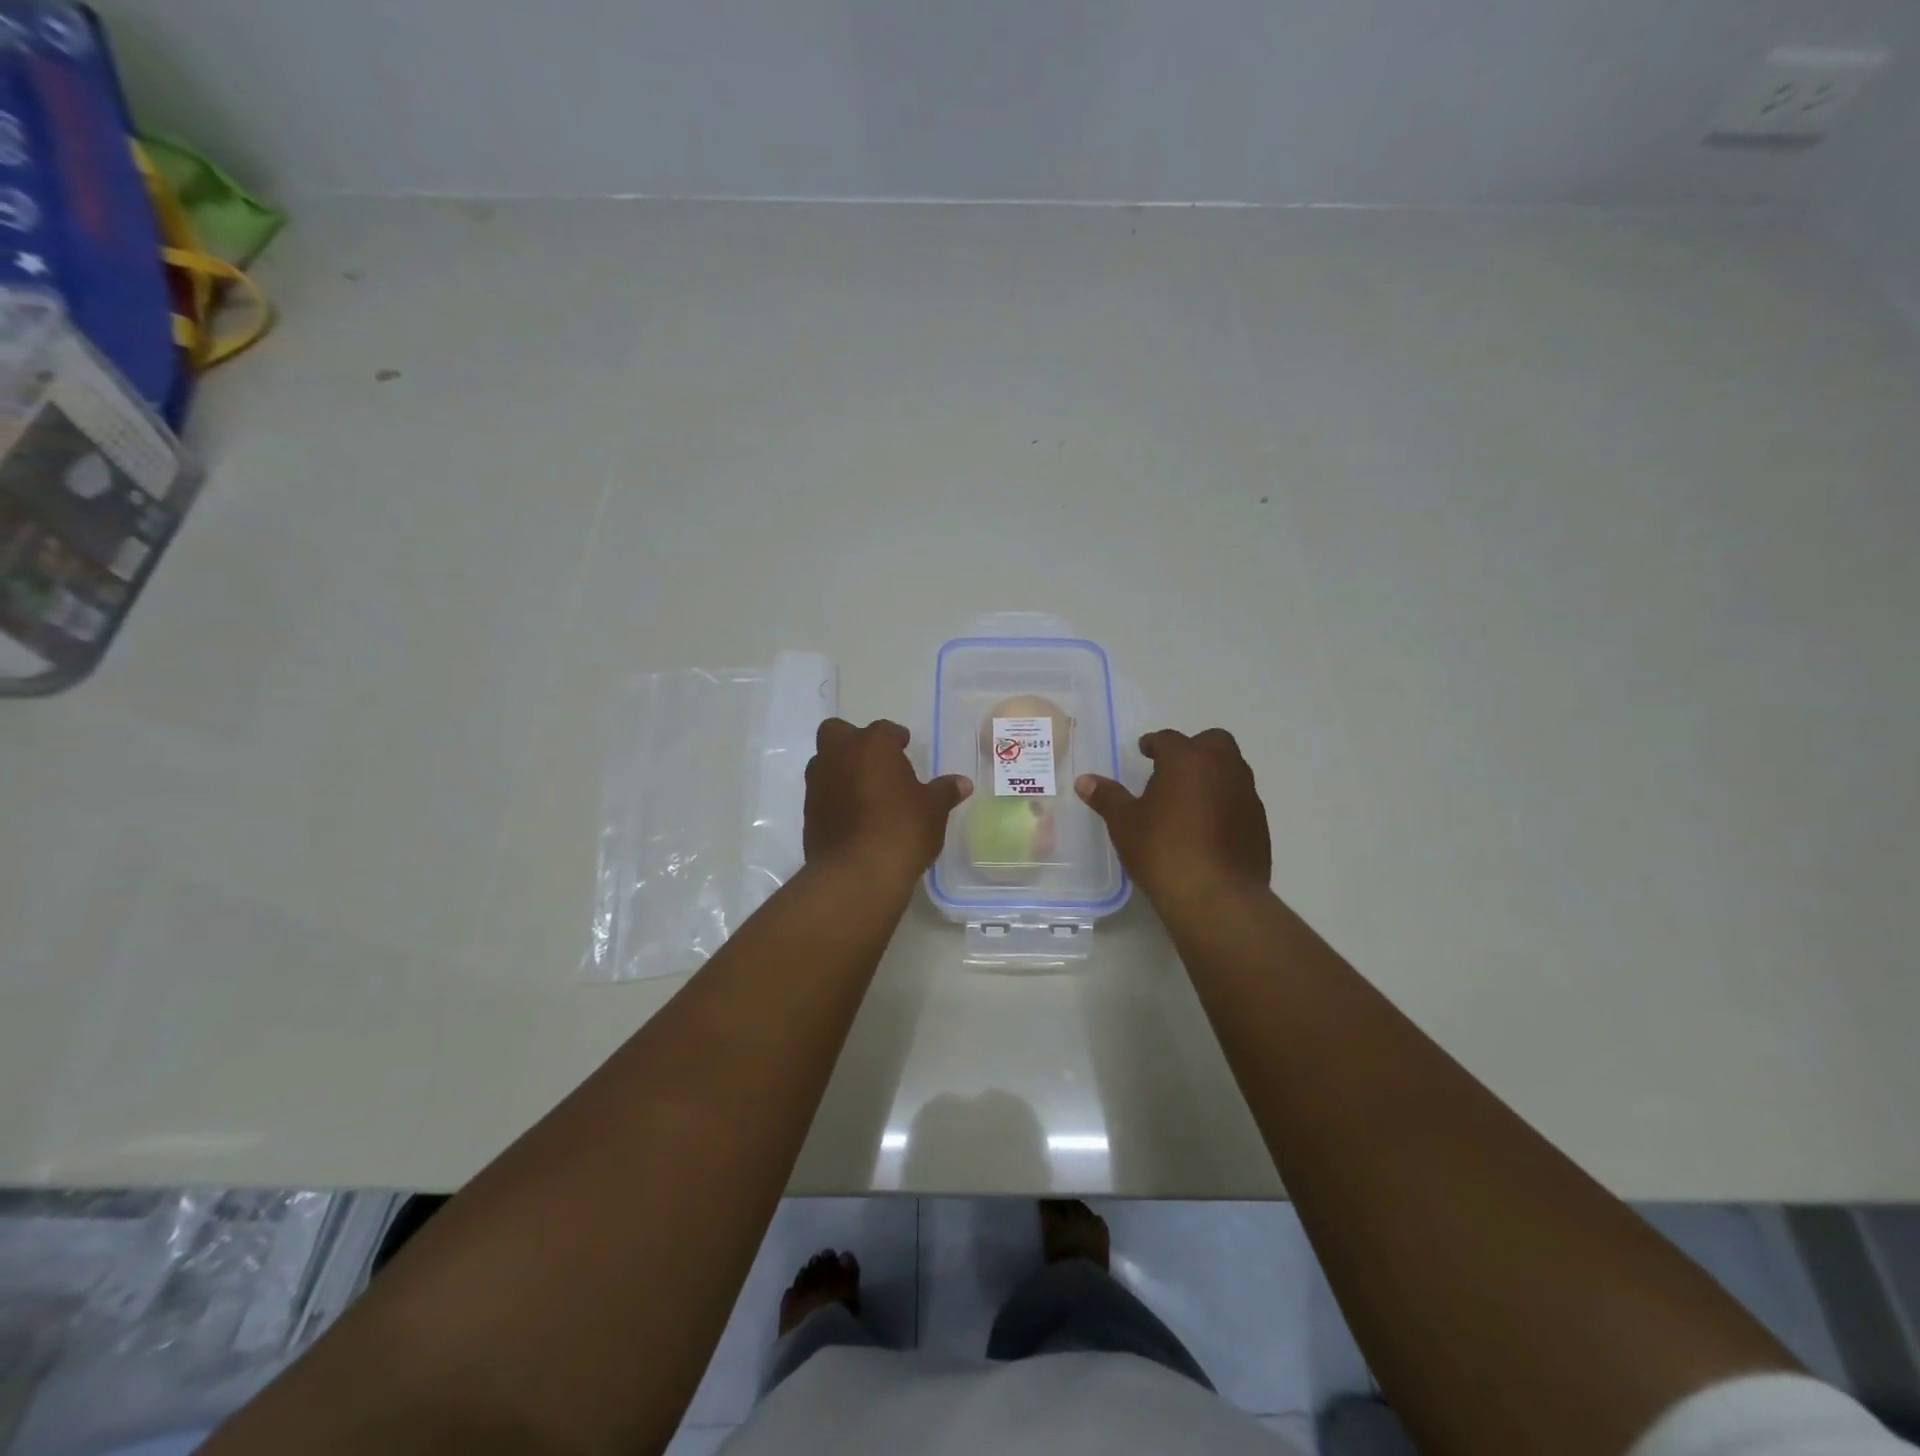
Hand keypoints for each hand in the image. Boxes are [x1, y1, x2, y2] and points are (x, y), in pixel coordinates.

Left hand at [804, 718, 970, 884]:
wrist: (856, 875)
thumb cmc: (901, 830)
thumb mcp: (933, 810)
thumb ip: (944, 791)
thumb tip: (962, 783)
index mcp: (872, 745)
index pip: (885, 730)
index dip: (896, 739)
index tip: (905, 749)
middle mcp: (839, 755)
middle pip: (838, 732)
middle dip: (854, 741)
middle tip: (877, 762)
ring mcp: (818, 783)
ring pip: (825, 761)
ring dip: (842, 769)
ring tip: (866, 791)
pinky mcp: (808, 812)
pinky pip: (822, 792)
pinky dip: (835, 797)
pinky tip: (854, 816)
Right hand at [1075, 728, 1271, 912]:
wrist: (1216, 896)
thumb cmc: (1162, 850)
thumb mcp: (1125, 823)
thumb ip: (1107, 797)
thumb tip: (1084, 781)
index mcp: (1187, 760)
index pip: (1169, 739)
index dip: (1154, 743)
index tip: (1145, 751)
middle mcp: (1223, 768)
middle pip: (1213, 742)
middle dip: (1194, 748)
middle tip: (1172, 768)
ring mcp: (1246, 796)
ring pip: (1232, 770)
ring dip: (1213, 775)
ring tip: (1189, 799)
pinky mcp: (1260, 824)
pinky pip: (1241, 800)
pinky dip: (1225, 803)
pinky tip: (1209, 827)